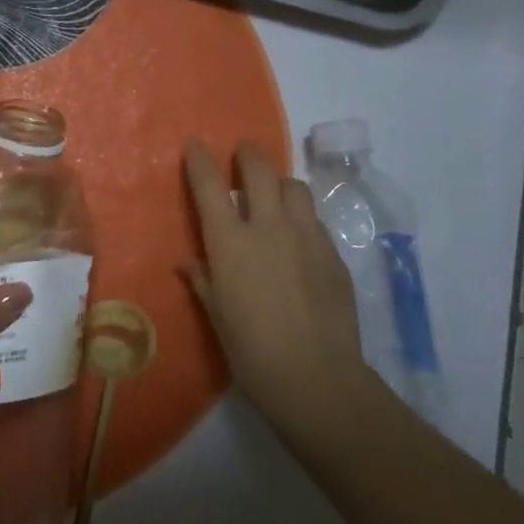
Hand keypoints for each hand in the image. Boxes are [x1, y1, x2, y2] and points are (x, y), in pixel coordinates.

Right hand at [182, 140, 381, 448]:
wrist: (317, 379)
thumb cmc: (251, 351)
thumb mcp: (217, 315)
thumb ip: (203, 280)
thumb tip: (189, 263)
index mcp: (230, 242)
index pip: (209, 185)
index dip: (200, 159)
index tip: (195, 144)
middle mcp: (269, 227)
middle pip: (260, 169)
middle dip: (248, 153)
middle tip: (243, 153)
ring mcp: (306, 237)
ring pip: (295, 188)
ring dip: (280, 185)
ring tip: (274, 199)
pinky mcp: (334, 254)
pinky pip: (314, 222)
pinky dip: (301, 220)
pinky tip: (298, 244)